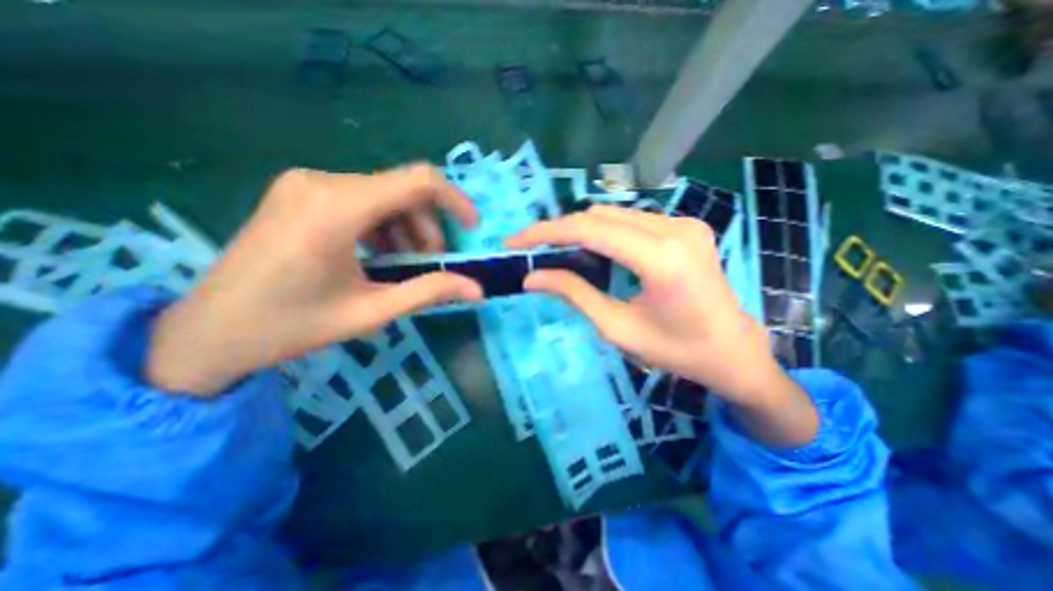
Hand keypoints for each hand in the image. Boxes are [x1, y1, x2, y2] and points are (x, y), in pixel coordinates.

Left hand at [146, 164, 481, 396]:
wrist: (209, 332)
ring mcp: (307, 184)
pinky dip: (384, 226)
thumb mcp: (372, 311)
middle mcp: (322, 182)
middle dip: (427, 229)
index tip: (471, 227)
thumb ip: (430, 292)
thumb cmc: (292, 325)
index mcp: (337, 208)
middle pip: (403, 191)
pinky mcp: (302, 193)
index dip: (455, 200)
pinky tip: (379, 256)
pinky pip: (363, 200)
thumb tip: (478, 290)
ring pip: (385, 196)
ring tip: (404, 266)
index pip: (418, 181)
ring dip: (407, 229)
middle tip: (429, 266)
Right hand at [505, 205, 817, 444]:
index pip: (590, 229)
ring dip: (581, 230)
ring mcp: (684, 223)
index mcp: (662, 259)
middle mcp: (675, 229)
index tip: (515, 240)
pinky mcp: (686, 226)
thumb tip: (532, 278)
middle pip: (599, 216)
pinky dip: (605, 232)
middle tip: (535, 251)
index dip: (546, 232)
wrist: (733, 350)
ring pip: (614, 214)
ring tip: (560, 253)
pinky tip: (595, 253)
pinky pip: (632, 220)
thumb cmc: (677, 351)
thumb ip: (574, 294)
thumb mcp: (617, 328)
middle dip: (560, 230)